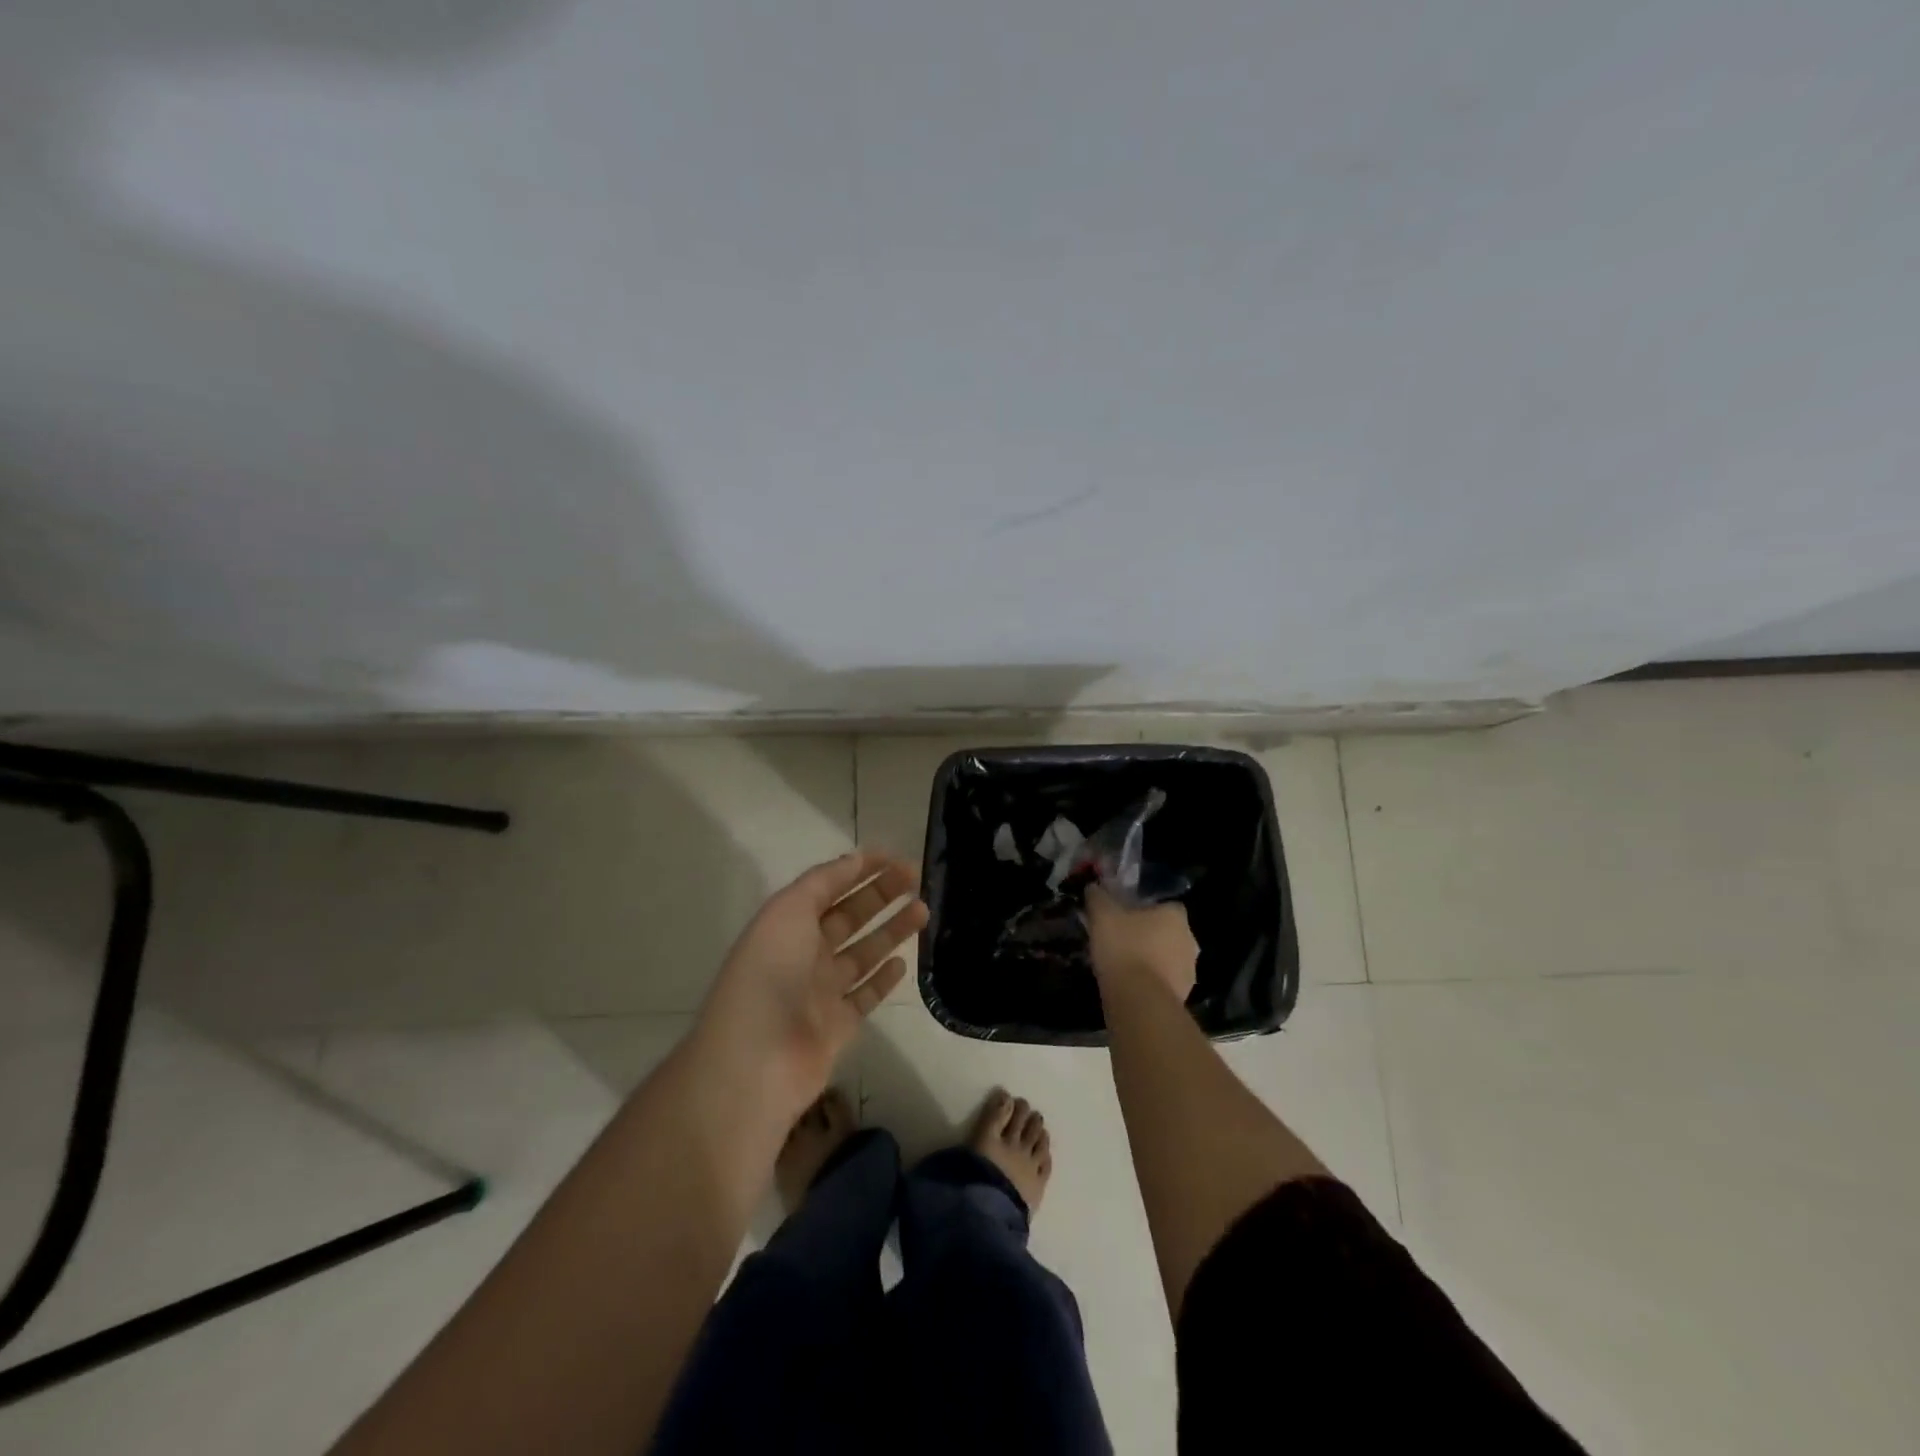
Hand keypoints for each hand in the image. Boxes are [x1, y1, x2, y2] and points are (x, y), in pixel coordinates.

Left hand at [695, 850, 927, 1119]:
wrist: (756, 1059)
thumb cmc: (770, 974)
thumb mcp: (789, 910)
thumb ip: (823, 882)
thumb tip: (856, 858)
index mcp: (787, 924)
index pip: (828, 888)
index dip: (859, 871)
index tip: (894, 858)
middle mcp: (804, 954)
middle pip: (849, 917)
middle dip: (881, 895)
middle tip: (917, 879)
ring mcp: (821, 992)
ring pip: (864, 953)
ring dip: (891, 930)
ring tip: (923, 910)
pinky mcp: (838, 1026)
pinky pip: (866, 995)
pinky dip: (884, 978)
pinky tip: (904, 962)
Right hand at [1085, 884, 1198, 1002]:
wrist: (1139, 1000)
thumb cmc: (1124, 948)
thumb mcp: (1102, 915)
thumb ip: (1098, 897)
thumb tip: (1093, 887)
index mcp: (1175, 915)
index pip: (1165, 905)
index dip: (1144, 909)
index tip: (1125, 915)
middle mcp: (1189, 939)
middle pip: (1168, 932)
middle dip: (1149, 935)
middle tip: (1122, 940)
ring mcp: (1189, 970)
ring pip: (1167, 958)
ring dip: (1151, 960)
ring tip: (1123, 966)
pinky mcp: (1183, 996)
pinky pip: (1164, 982)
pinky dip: (1150, 982)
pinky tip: (1130, 986)